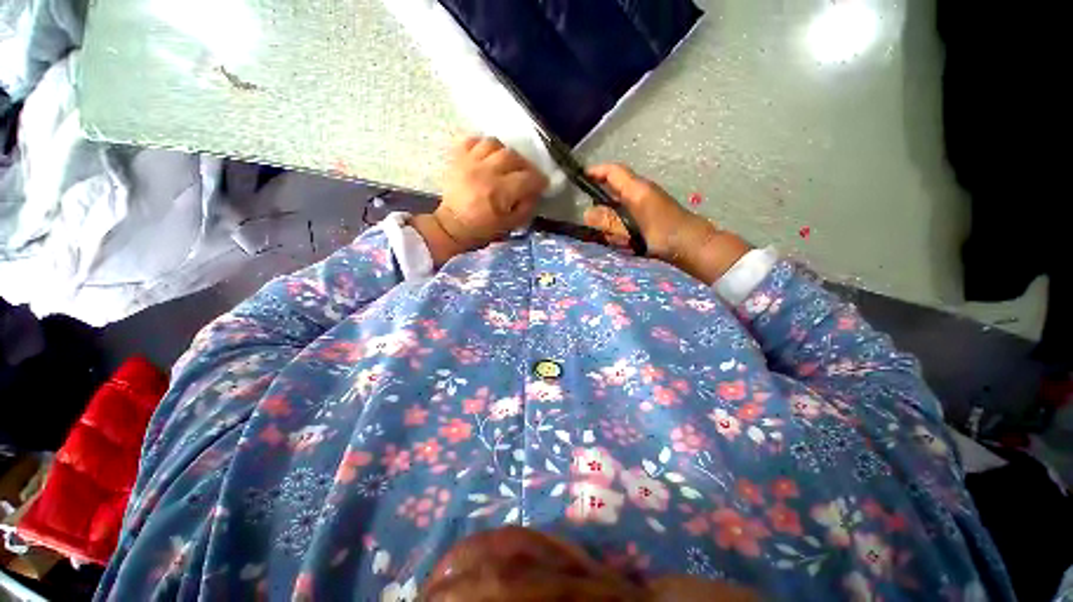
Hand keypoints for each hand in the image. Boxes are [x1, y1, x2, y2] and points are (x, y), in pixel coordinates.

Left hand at [415, 136, 547, 263]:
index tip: (542, 184)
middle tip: (526, 175)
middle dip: (524, 166)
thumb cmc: (481, 229)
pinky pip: (472, 140)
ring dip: (505, 153)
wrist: (451, 226)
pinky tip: (488, 156)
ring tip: (506, 164)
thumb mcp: (509, 225)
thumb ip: (526, 208)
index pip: (527, 178)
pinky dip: (483, 145)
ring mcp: (470, 162)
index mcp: (499, 192)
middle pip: (513, 156)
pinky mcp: (458, 158)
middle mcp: (485, 172)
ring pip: (494, 144)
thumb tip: (535, 193)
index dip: (539, 180)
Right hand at [583, 164, 750, 283]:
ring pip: (621, 202)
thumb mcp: (630, 229)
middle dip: (601, 198)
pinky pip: (629, 213)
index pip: (613, 171)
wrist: (692, 245)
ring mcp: (648, 201)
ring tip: (608, 233)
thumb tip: (587, 214)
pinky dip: (621, 223)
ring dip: (611, 215)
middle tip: (589, 214)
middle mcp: (642, 191)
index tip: (580, 177)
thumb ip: (607, 221)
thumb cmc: (662, 235)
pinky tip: (622, 239)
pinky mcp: (651, 213)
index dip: (596, 171)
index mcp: (637, 189)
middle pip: (615, 187)